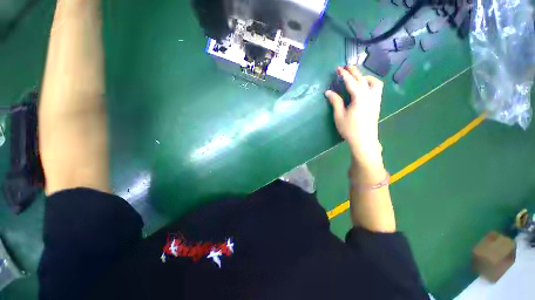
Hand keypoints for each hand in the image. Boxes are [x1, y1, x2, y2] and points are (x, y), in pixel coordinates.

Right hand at [325, 66, 383, 163]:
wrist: (364, 140)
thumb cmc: (349, 129)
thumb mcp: (339, 115)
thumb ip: (335, 101)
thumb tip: (328, 92)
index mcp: (359, 98)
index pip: (351, 82)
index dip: (344, 74)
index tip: (338, 69)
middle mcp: (370, 95)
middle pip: (363, 79)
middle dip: (354, 71)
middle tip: (347, 67)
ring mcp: (376, 99)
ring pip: (374, 82)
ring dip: (366, 77)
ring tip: (358, 77)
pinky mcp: (377, 104)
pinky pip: (376, 88)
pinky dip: (370, 83)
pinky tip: (364, 88)